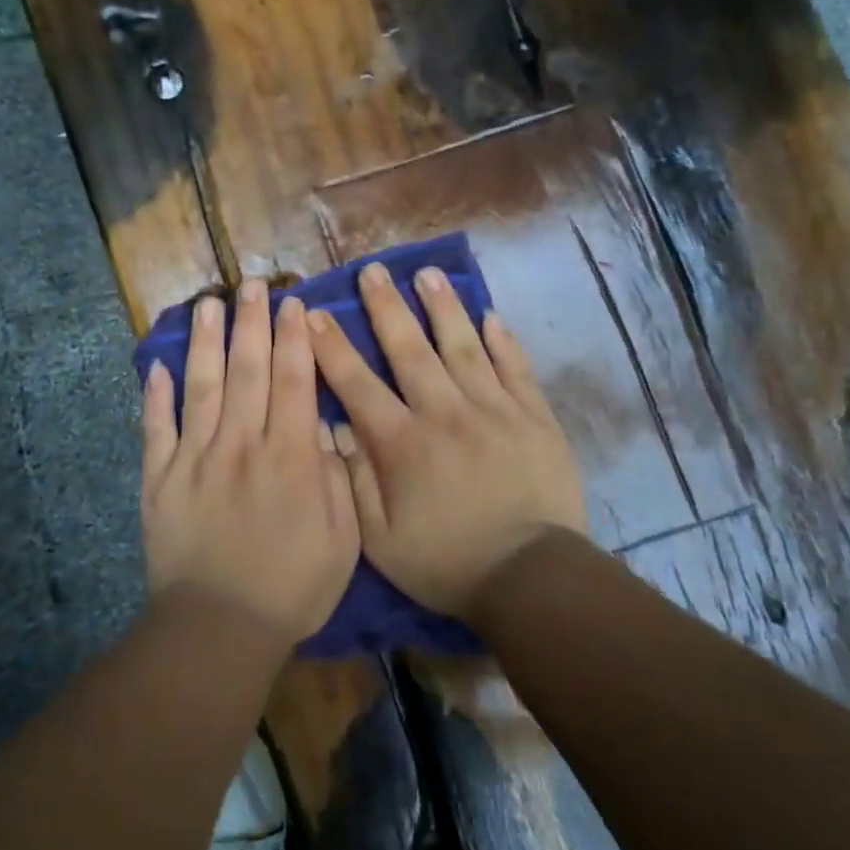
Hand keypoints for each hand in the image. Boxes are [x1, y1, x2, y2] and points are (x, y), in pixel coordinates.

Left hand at [141, 280, 360, 645]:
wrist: (218, 627)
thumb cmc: (291, 587)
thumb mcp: (341, 539)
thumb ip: (335, 477)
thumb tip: (324, 428)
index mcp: (288, 456)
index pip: (293, 381)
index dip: (293, 338)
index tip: (292, 304)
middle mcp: (239, 444)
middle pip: (247, 370)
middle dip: (251, 323)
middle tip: (251, 284)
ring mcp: (193, 458)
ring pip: (200, 386)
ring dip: (204, 342)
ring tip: (207, 305)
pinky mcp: (159, 479)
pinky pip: (156, 428)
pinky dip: (155, 396)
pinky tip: (156, 366)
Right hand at [309, 261, 586, 618]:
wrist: (531, 578)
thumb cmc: (446, 562)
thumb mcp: (381, 540)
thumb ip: (355, 481)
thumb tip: (337, 429)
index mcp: (403, 443)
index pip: (358, 383)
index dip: (333, 346)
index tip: (316, 313)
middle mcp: (445, 413)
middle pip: (410, 349)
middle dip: (387, 307)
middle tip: (373, 271)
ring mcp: (494, 410)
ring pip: (463, 346)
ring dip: (443, 307)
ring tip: (428, 273)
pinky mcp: (533, 417)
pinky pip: (515, 367)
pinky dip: (502, 340)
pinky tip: (491, 315)